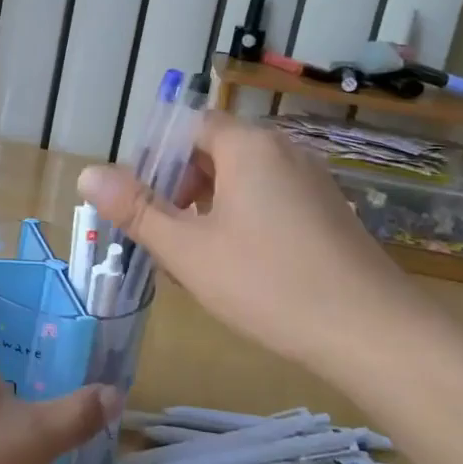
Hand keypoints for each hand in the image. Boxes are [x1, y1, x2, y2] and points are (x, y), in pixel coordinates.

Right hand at [76, 111, 406, 363]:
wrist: (375, 335)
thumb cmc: (270, 284)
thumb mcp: (188, 249)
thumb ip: (136, 209)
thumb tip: (87, 173)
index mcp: (247, 146)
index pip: (187, 128)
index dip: (155, 160)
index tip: (141, 204)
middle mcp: (283, 151)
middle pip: (213, 152)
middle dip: (180, 188)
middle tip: (163, 236)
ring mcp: (312, 181)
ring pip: (242, 180)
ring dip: (209, 208)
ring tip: (195, 258)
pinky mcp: (329, 212)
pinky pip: (270, 200)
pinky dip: (243, 220)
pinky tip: (239, 268)